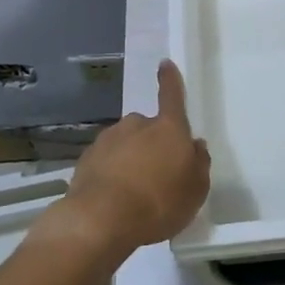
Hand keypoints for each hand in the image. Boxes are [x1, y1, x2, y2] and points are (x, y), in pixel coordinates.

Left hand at [55, 61, 210, 260]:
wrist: (101, 220)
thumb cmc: (159, 202)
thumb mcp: (196, 190)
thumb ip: (199, 164)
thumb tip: (195, 145)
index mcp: (168, 128)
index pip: (172, 96)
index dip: (170, 81)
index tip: (164, 64)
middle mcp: (136, 125)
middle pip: (148, 128)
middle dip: (151, 144)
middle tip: (157, 175)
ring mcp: (108, 140)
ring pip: (124, 144)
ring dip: (130, 160)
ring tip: (134, 194)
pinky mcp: (86, 159)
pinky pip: (105, 162)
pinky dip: (110, 174)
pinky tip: (113, 199)